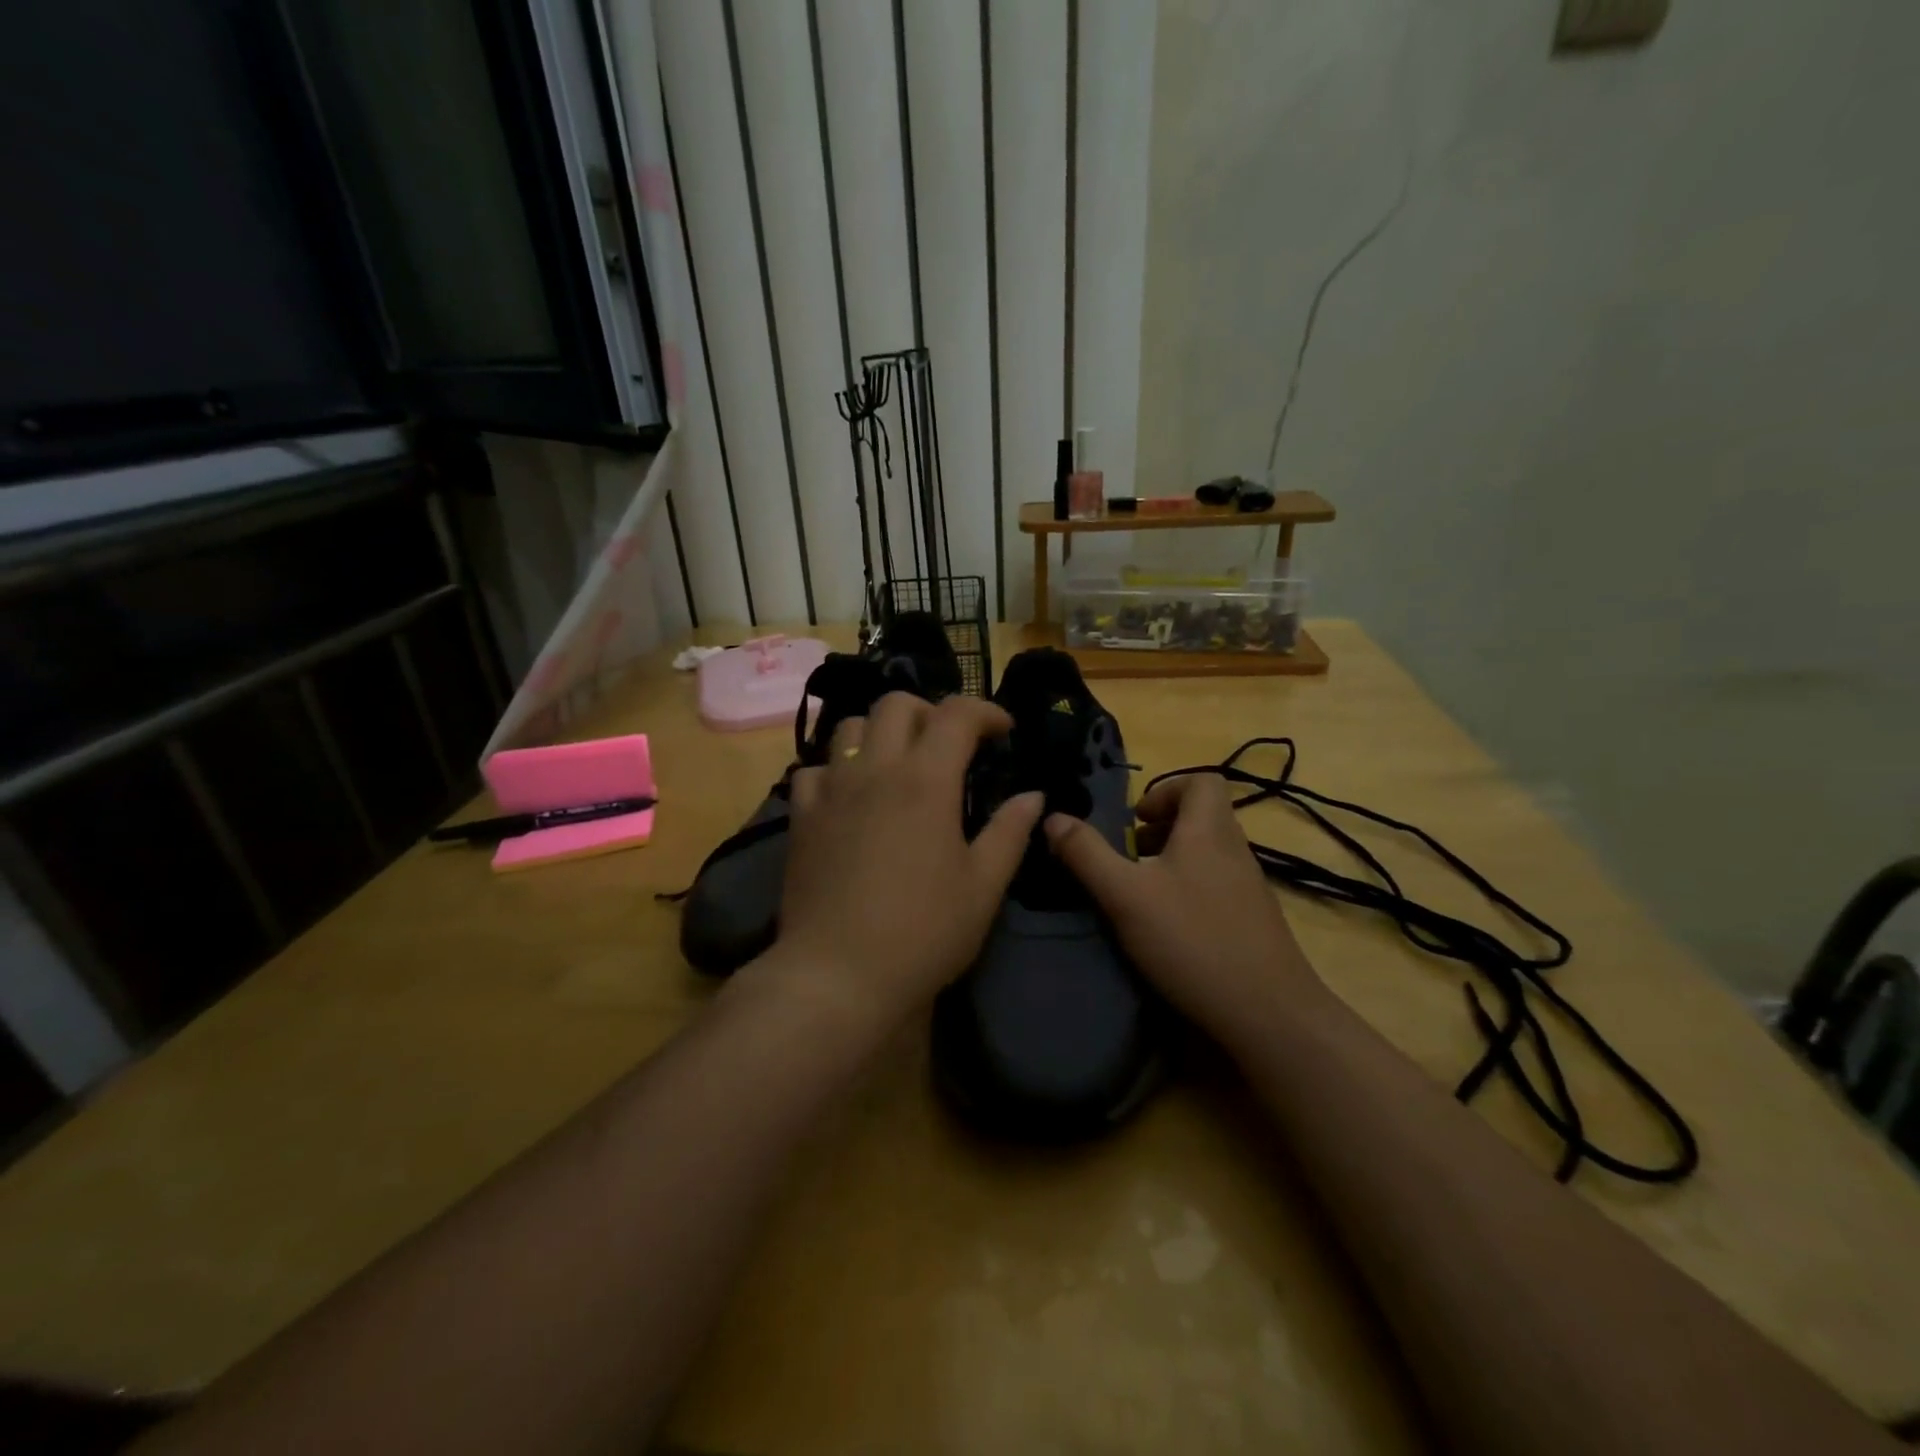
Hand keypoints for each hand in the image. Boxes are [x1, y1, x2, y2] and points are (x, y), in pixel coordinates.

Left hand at [764, 692, 1042, 1025]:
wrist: (838, 974)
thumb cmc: (923, 932)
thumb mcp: (983, 886)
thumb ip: (1010, 832)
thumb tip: (1032, 797)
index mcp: (926, 780)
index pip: (957, 714)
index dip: (986, 711)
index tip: (1004, 732)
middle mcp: (875, 769)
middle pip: (897, 703)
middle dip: (930, 711)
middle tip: (949, 744)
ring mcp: (832, 790)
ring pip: (851, 726)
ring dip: (881, 732)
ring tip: (898, 764)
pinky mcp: (802, 817)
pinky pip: (814, 770)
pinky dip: (838, 770)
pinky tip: (851, 798)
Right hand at [1043, 773, 1323, 1037]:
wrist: (1268, 1014)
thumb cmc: (1192, 941)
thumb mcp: (1125, 895)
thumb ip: (1086, 854)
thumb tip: (1053, 817)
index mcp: (1209, 831)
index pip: (1203, 781)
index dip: (1166, 789)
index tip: (1135, 820)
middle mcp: (1235, 851)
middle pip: (1203, 816)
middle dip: (1162, 828)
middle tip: (1131, 856)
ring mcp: (1249, 888)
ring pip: (1209, 853)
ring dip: (1173, 860)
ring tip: (1141, 891)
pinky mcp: (1254, 922)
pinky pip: (1218, 885)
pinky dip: (1189, 890)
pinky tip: (1168, 928)